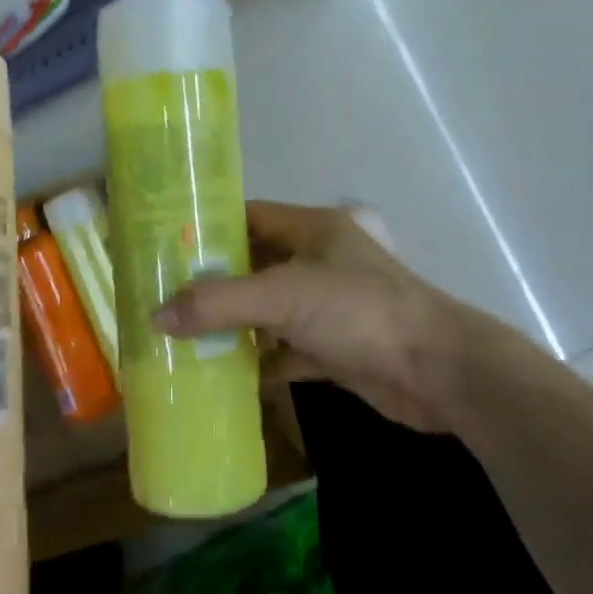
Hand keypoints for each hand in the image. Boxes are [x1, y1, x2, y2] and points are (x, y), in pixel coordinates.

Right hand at [155, 201, 552, 442]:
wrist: (437, 371)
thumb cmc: (359, 311)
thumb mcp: (283, 297)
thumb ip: (218, 304)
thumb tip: (155, 317)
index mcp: (311, 229)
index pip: (249, 216)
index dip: (208, 227)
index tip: (165, 245)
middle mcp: (318, 261)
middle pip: (254, 265)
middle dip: (212, 282)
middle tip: (163, 296)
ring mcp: (327, 307)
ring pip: (267, 311)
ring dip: (232, 325)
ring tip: (180, 336)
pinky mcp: (334, 348)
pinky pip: (285, 350)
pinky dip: (258, 361)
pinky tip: (223, 377)